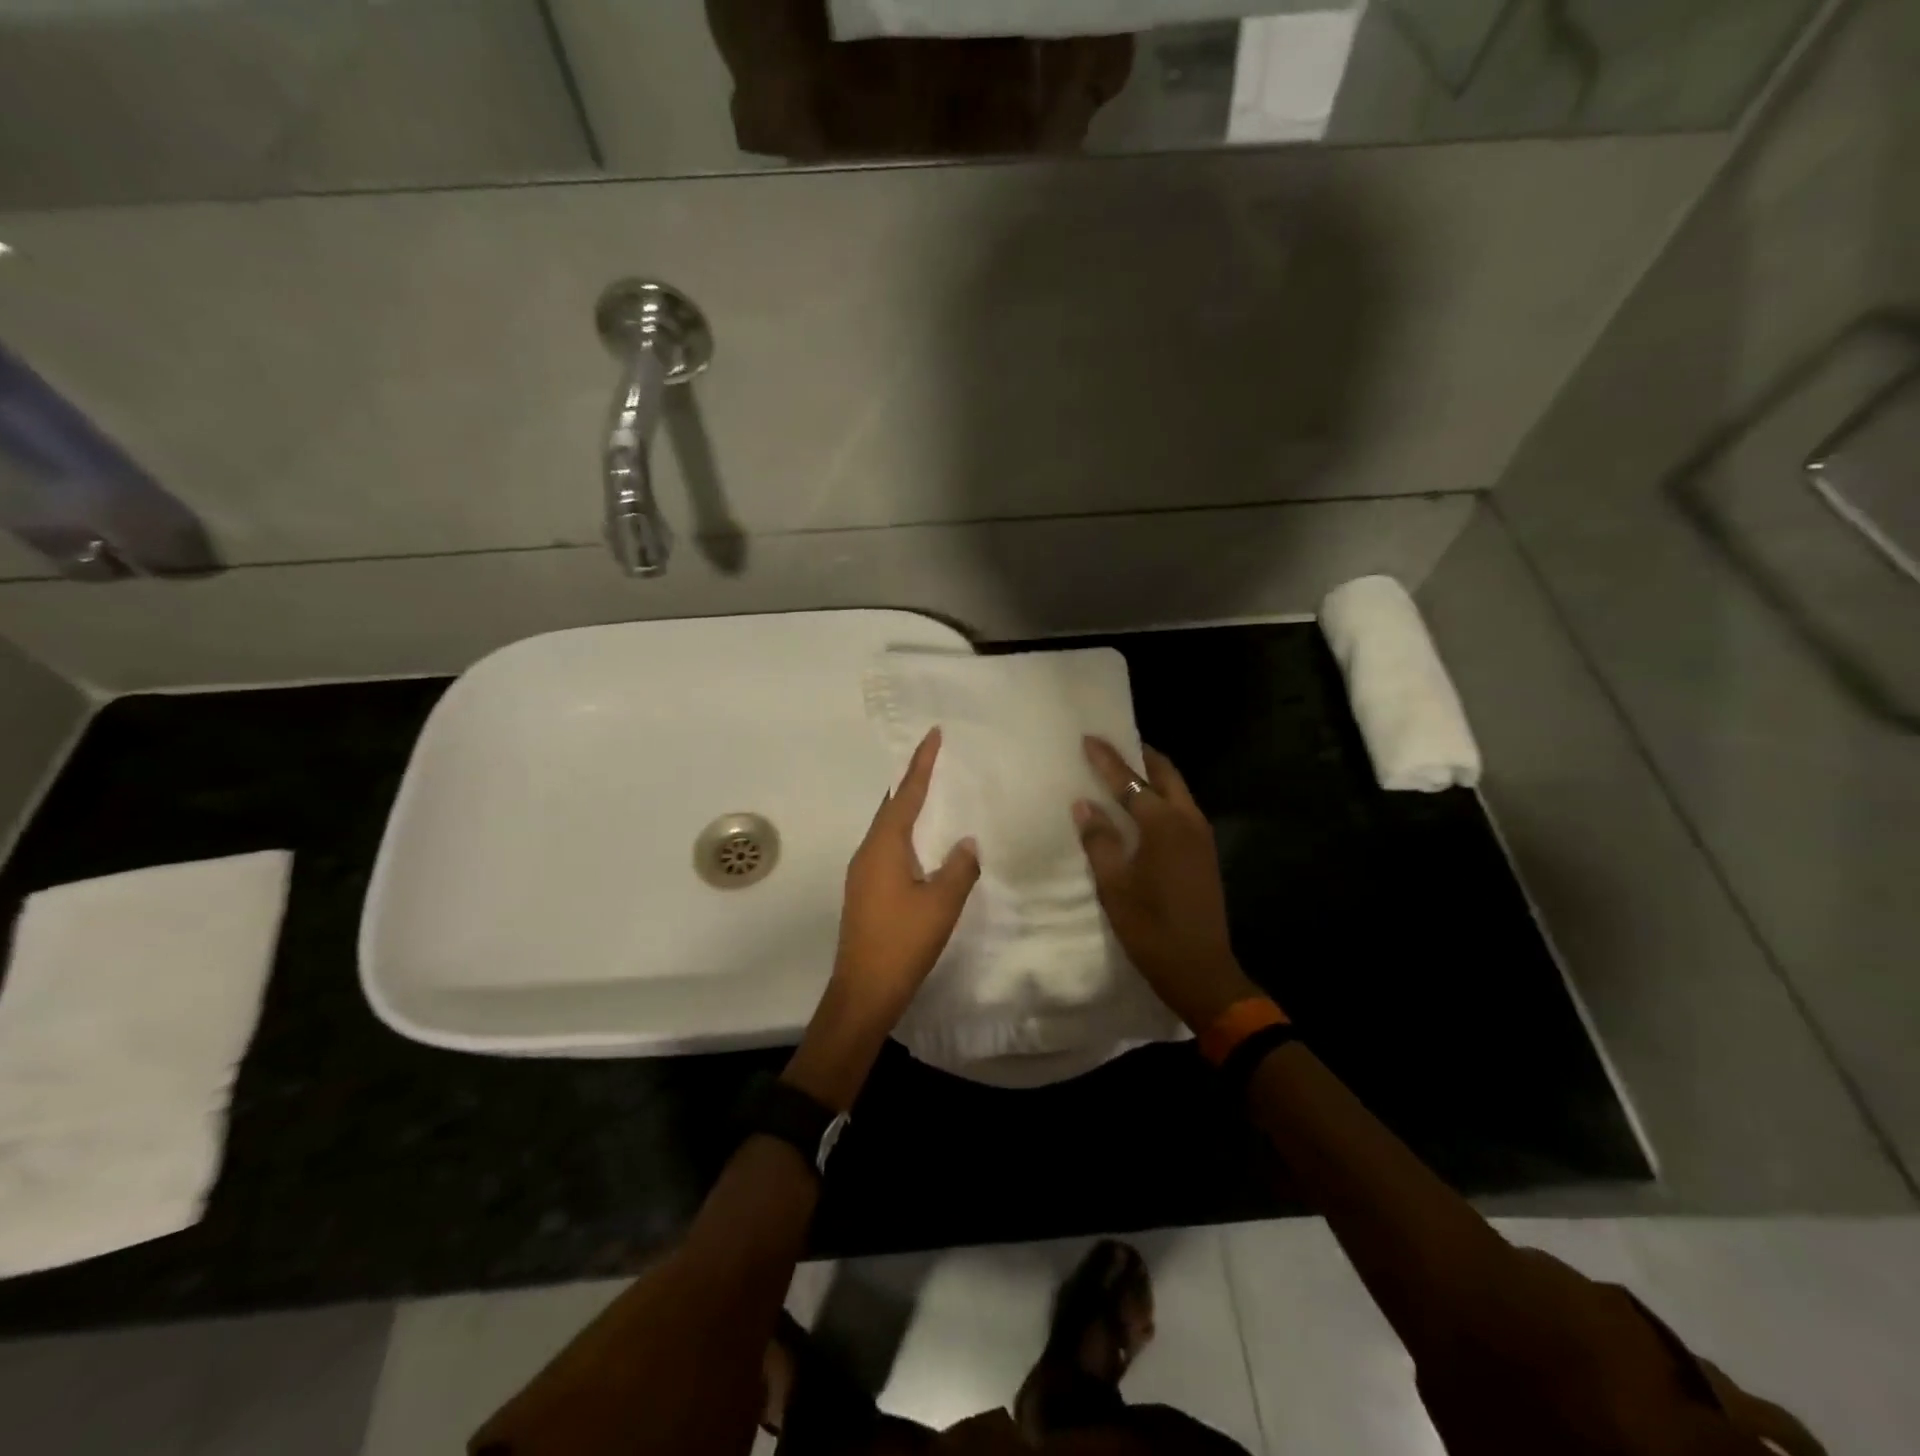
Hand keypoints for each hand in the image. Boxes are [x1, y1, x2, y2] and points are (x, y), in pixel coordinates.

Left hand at [831, 726, 980, 1028]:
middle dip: (911, 781)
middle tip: (934, 759)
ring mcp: (863, 873)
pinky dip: (905, 834)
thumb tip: (968, 843)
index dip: (921, 764)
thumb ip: (959, 868)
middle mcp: (868, 852)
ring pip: (888, 829)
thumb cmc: (902, 942)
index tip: (932, 735)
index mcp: (885, 846)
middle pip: (891, 806)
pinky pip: (887, 848)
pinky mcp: (865, 892)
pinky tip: (922, 845)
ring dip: (908, 809)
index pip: (906, 794)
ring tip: (932, 795)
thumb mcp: (941, 903)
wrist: (864, 991)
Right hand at [1075, 738, 1257, 1031]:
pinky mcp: (1204, 853)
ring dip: (1153, 776)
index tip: (1089, 738)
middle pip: (1165, 774)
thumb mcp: (1114, 885)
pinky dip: (1162, 797)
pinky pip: (1181, 809)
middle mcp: (1188, 820)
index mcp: (1163, 824)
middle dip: (1140, 755)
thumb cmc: (1150, 927)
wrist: (1201, 970)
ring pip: (1177, 790)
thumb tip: (1084, 805)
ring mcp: (1201, 837)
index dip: (1107, 759)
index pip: (1130, 781)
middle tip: (1114, 745)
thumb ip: (1099, 840)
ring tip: (1125, 772)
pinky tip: (1142, 809)